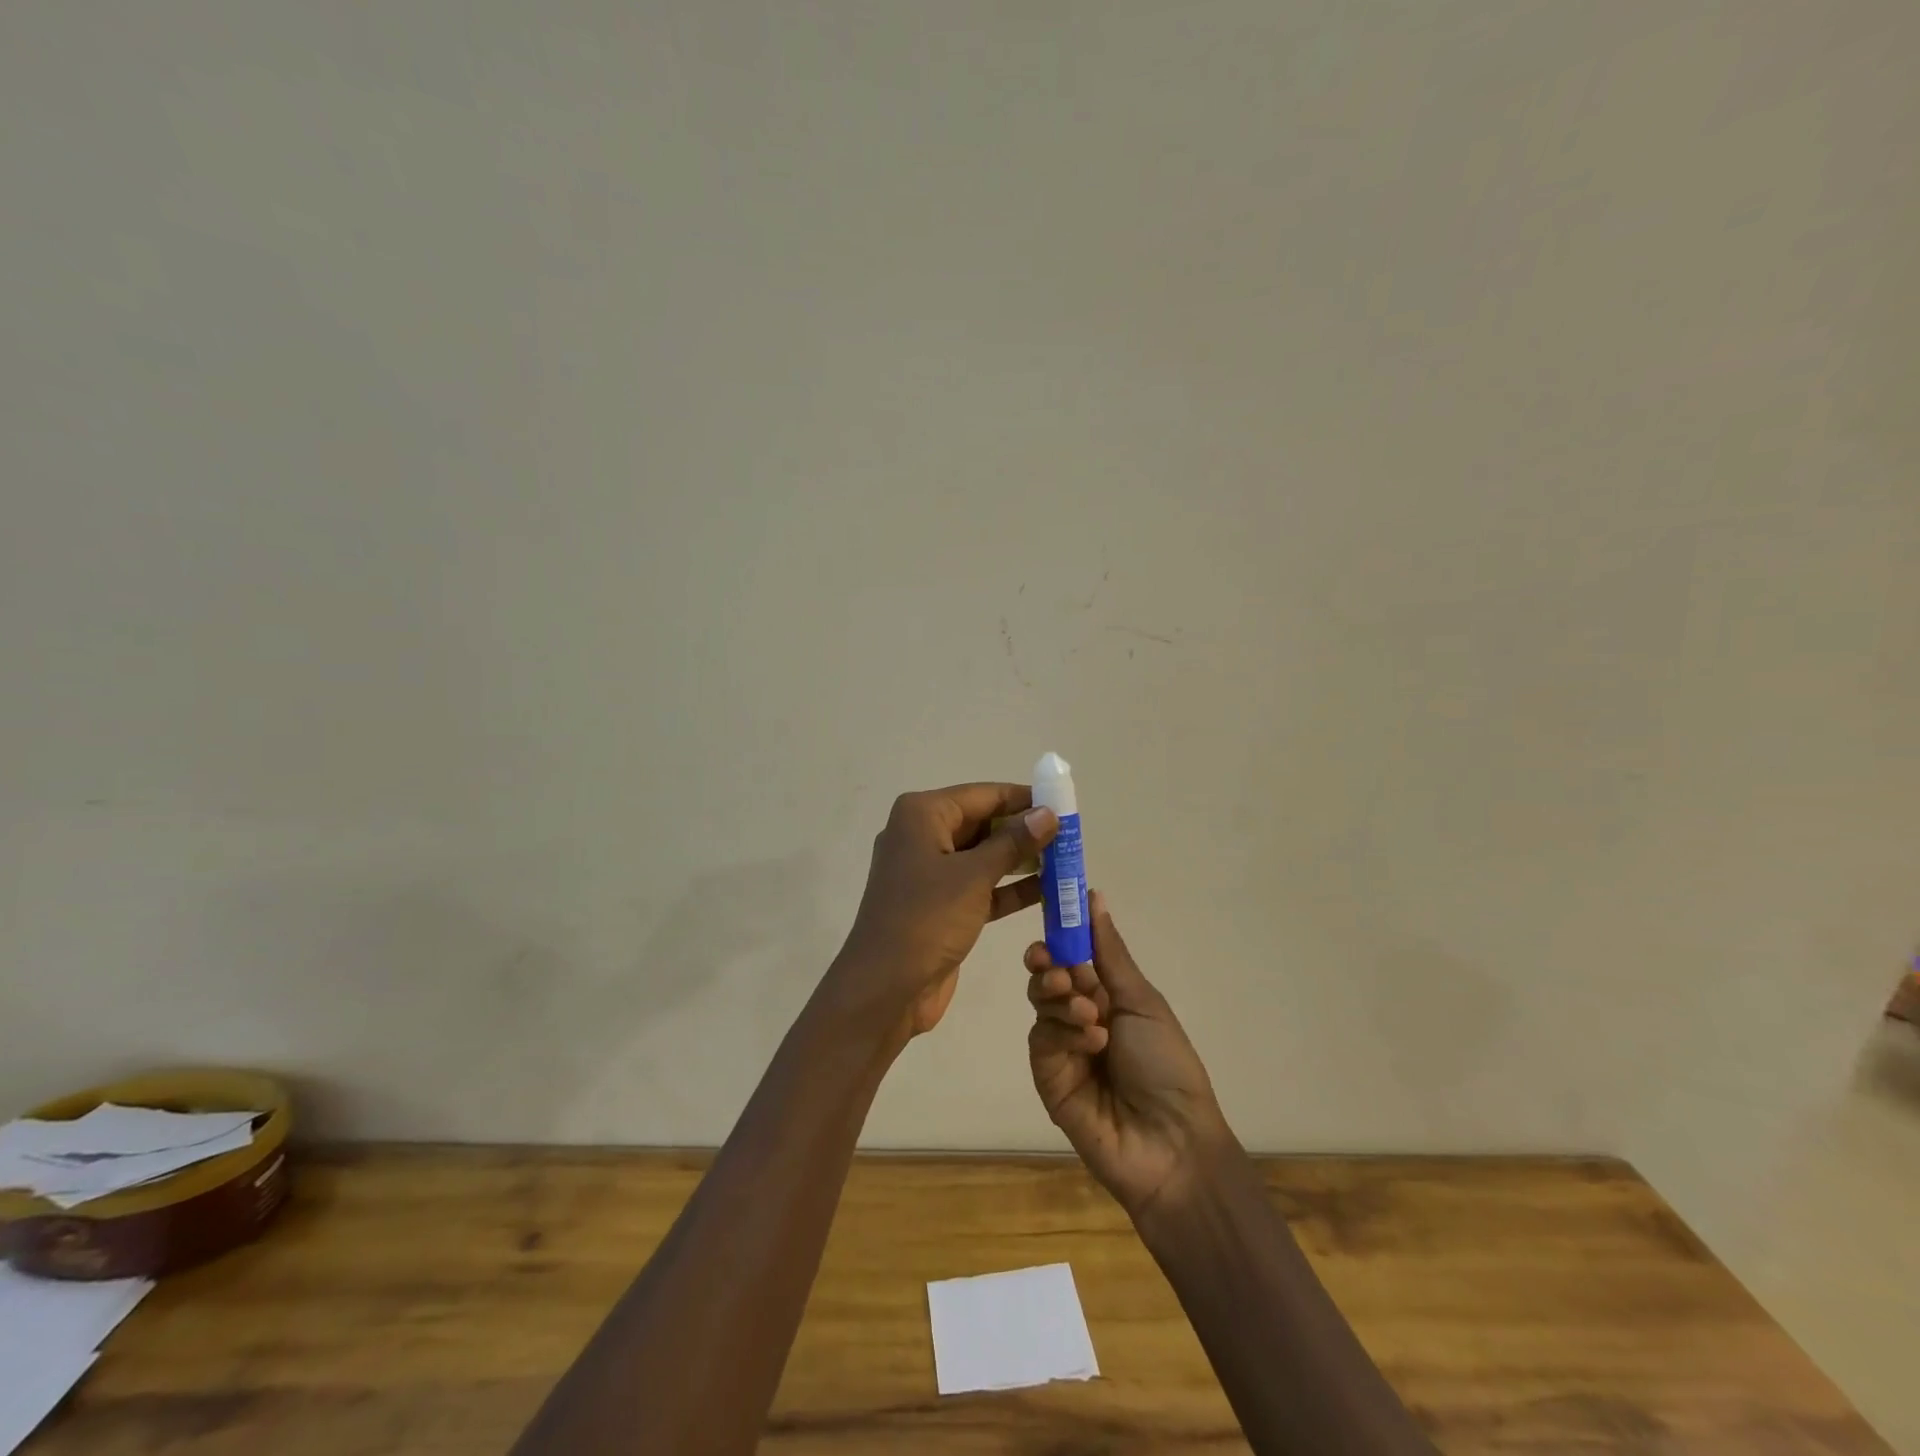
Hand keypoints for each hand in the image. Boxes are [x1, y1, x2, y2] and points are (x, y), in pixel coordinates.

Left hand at [836, 783, 1057, 1041]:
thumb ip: (1013, 842)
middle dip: (1025, 831)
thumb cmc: (926, 919)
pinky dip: (1010, 889)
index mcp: (922, 815)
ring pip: (984, 856)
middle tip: (1071, 837)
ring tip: (1068, 863)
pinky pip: (981, 886)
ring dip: (1022, 861)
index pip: (982, 795)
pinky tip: (1050, 892)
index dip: (1023, 798)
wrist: (885, 989)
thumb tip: (1048, 813)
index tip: (1064, 804)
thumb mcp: (973, 876)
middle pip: (983, 823)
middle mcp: (922, 836)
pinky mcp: (941, 905)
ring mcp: (930, 873)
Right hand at [1025, 891, 1231, 1220]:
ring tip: (1091, 1015)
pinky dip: (1063, 1034)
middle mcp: (1080, 1017)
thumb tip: (1094, 896)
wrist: (1172, 1143)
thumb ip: (1109, 951)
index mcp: (1107, 996)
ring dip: (1062, 1000)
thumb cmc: (1167, 1063)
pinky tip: (1090, 1042)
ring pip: (1041, 1005)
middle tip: (1060, 971)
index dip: (1059, 937)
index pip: (1071, 956)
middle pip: (1047, 978)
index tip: (1052, 919)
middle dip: (1049, 967)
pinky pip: (1042, 1041)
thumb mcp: (1142, 1000)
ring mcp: (1062, 1049)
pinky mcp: (1048, 1078)